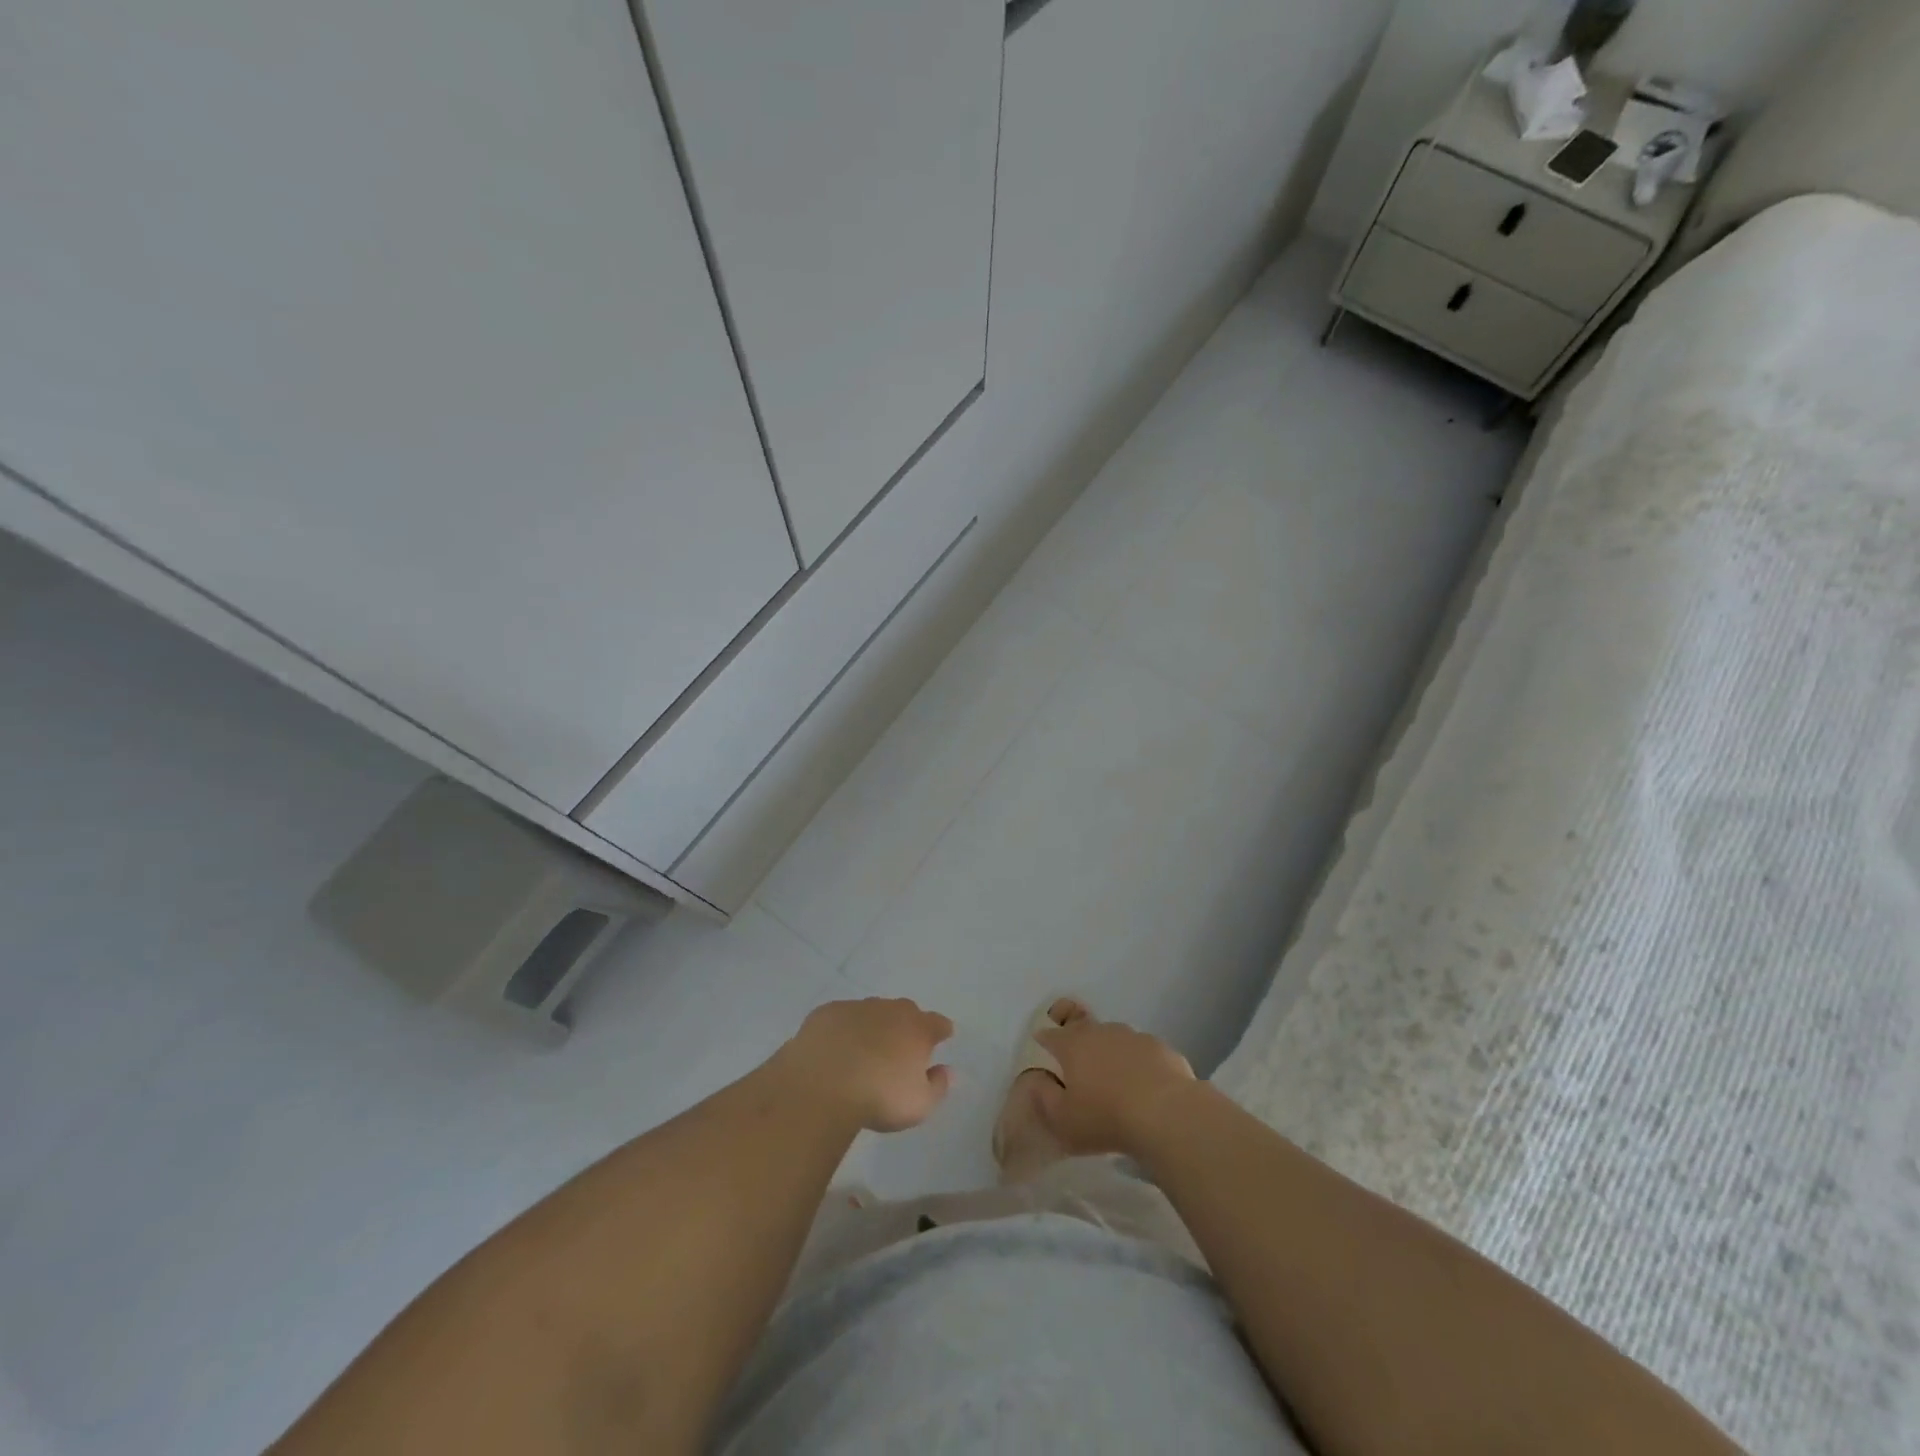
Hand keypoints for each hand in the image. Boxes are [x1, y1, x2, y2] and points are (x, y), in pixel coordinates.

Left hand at [776, 998, 954, 1132]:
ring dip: (873, 1026)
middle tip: (900, 1049)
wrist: (822, 1085)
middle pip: (905, 1011)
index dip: (941, 1030)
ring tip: (864, 1051)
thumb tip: (946, 1071)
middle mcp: (890, 1010)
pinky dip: (843, 1030)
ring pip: (871, 1012)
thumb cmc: (879, 1097)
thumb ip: (938, 1086)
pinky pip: (841, 1018)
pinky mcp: (827, 1013)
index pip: (938, 1023)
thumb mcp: (919, 1105)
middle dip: (906, 1026)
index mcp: (917, 1028)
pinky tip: (835, 1050)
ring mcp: (856, 1007)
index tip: (941, 1037)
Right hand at [1033, 1014, 1197, 1157]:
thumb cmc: (1105, 1118)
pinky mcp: (1161, 1047)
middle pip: (1083, 1031)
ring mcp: (1133, 1036)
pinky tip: (1146, 1088)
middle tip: (1081, 1071)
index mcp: (1072, 1044)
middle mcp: (1100, 1031)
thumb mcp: (1062, 1120)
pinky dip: (1139, 1065)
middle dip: (1078, 1046)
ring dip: (1111, 1054)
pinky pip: (1142, 1053)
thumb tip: (1037, 1079)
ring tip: (1116, 1082)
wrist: (1166, 1114)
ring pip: (1115, 1040)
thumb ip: (1043, 1096)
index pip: (1050, 1036)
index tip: (1044, 1055)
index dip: (1044, 1043)